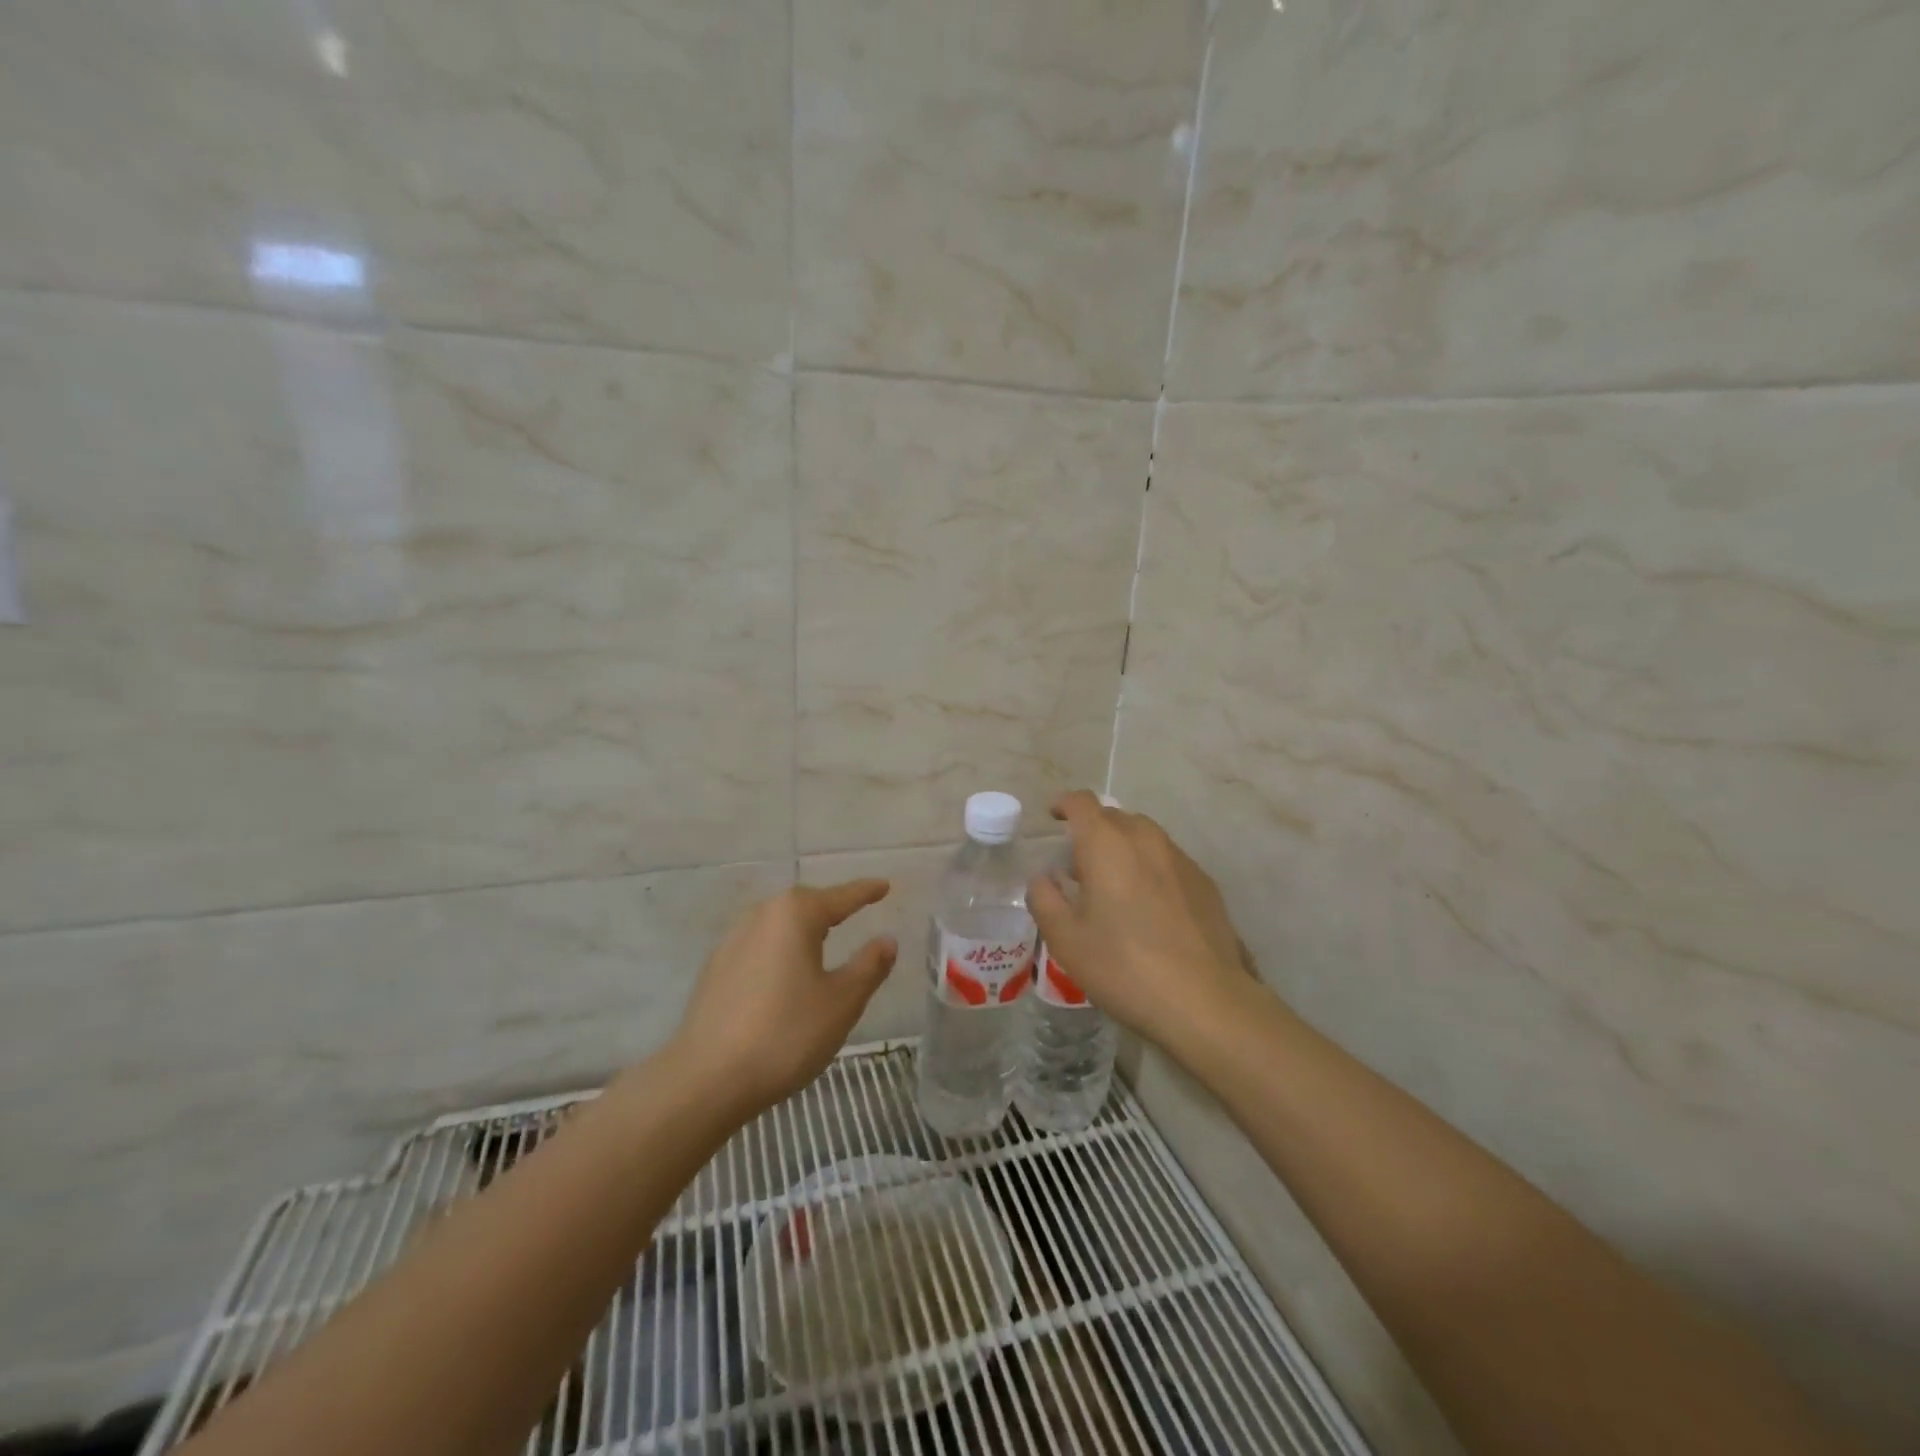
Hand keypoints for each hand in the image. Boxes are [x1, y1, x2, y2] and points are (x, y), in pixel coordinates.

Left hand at [671, 880, 897, 1114]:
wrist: (706, 1079)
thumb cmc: (785, 1034)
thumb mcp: (841, 1002)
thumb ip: (868, 966)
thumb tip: (887, 940)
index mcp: (795, 915)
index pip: (841, 897)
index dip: (865, 892)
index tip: (885, 885)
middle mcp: (761, 916)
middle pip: (805, 904)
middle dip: (831, 907)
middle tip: (856, 910)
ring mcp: (732, 941)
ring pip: (779, 925)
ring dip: (803, 929)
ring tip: (824, 941)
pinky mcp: (716, 969)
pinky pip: (760, 946)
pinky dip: (781, 951)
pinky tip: (786, 973)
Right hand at [1028, 791, 1263, 1054]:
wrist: (1205, 1001)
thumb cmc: (1124, 967)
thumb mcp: (1066, 940)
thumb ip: (1045, 900)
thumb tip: (1043, 879)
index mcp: (1106, 844)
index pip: (1081, 803)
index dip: (1063, 805)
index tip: (1053, 819)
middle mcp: (1145, 839)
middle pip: (1114, 817)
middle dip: (1092, 831)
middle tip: (1078, 866)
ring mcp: (1180, 859)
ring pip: (1144, 837)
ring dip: (1123, 849)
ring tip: (1114, 886)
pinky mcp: (1205, 882)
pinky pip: (1168, 861)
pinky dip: (1150, 869)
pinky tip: (1149, 908)